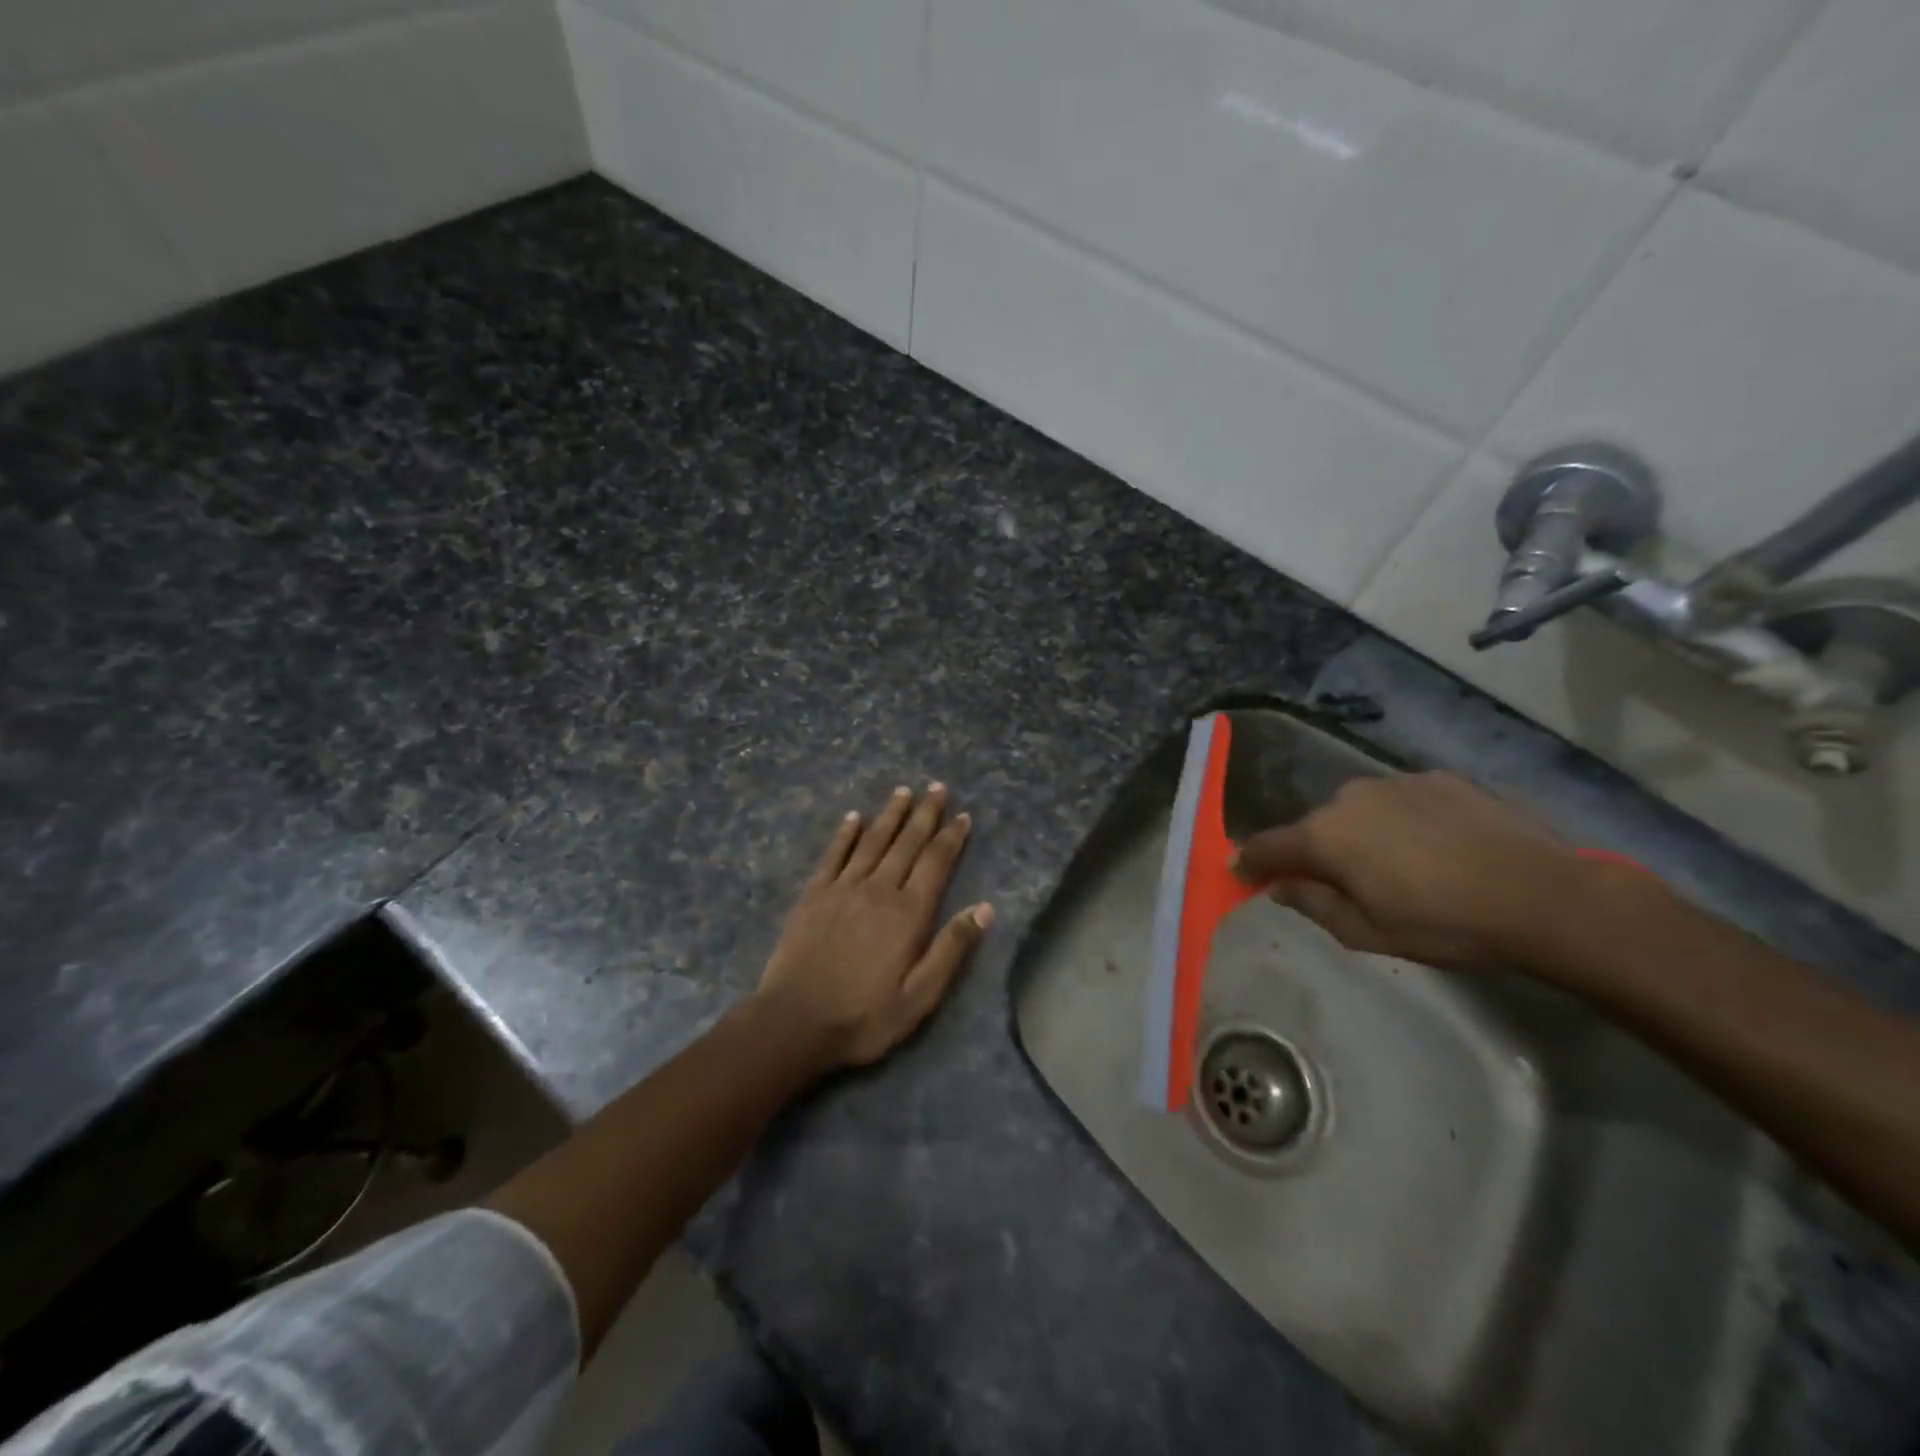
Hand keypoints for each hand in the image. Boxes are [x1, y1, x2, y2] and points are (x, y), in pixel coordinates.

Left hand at [757, 784, 991, 1068]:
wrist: (794, 1021)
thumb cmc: (863, 1016)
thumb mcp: (920, 996)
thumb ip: (951, 949)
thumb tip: (984, 908)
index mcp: (908, 913)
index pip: (935, 863)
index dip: (951, 837)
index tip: (962, 815)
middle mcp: (878, 889)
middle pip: (907, 842)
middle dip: (925, 813)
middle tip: (937, 787)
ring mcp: (842, 888)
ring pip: (872, 840)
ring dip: (890, 814)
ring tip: (903, 791)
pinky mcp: (813, 894)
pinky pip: (833, 854)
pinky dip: (845, 833)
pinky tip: (853, 817)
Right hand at [1234, 772, 1587, 972]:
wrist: (1543, 895)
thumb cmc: (1443, 924)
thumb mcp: (1366, 932)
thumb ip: (1312, 904)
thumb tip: (1279, 886)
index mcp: (1324, 836)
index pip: (1267, 845)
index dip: (1251, 862)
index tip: (1245, 874)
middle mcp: (1348, 797)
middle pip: (1314, 826)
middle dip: (1315, 851)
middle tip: (1340, 882)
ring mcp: (1395, 782)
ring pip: (1357, 810)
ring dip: (1360, 833)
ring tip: (1396, 864)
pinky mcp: (1438, 778)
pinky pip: (1400, 800)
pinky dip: (1402, 820)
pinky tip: (1435, 846)